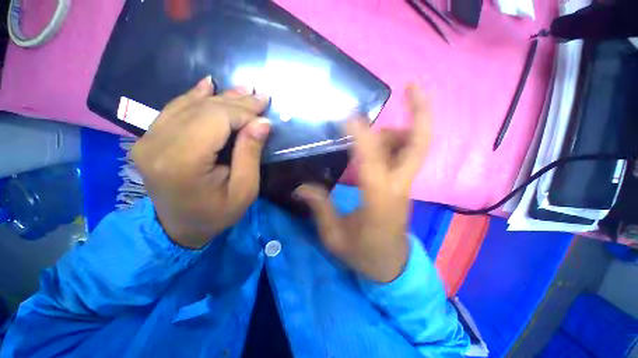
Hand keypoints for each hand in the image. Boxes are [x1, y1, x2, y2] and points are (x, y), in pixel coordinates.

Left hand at [131, 77, 271, 248]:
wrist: (179, 227)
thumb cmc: (217, 214)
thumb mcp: (244, 190)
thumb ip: (250, 154)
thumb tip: (262, 122)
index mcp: (182, 162)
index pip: (216, 120)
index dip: (243, 112)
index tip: (265, 110)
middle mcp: (157, 145)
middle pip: (203, 109)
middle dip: (236, 102)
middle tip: (260, 96)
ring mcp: (148, 139)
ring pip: (189, 105)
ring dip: (221, 97)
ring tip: (244, 90)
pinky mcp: (148, 139)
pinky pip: (174, 109)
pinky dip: (195, 96)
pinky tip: (208, 85)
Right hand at [295, 85, 430, 282]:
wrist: (391, 267)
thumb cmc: (363, 255)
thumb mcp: (335, 236)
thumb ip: (320, 208)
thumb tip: (302, 187)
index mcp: (379, 198)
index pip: (373, 157)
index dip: (361, 133)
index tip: (345, 115)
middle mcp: (398, 185)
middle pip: (419, 144)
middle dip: (420, 114)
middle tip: (412, 87)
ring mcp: (404, 185)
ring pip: (412, 147)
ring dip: (398, 129)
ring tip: (370, 130)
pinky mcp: (402, 187)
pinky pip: (404, 156)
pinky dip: (394, 142)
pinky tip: (374, 144)